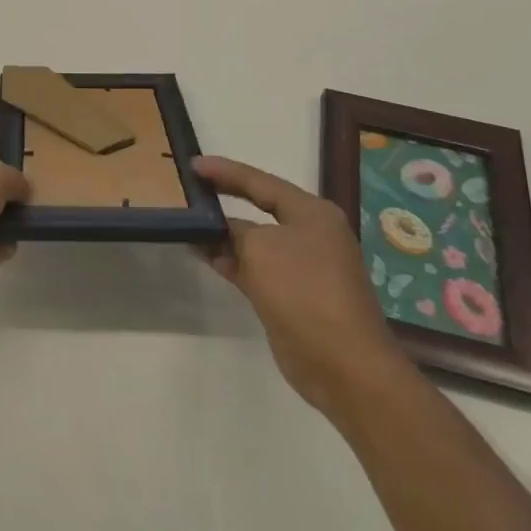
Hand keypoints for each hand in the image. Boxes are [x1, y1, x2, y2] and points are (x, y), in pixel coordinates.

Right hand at [194, 155, 407, 417]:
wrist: (343, 365)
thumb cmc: (303, 291)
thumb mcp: (260, 248)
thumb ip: (234, 231)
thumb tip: (220, 230)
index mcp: (312, 213)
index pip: (260, 182)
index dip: (225, 171)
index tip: (192, 164)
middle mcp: (311, 234)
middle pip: (260, 208)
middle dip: (225, 200)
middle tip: (189, 189)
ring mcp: (303, 267)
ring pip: (256, 241)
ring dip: (224, 234)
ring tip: (187, 223)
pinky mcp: (292, 296)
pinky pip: (256, 268)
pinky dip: (231, 261)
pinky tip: (205, 256)